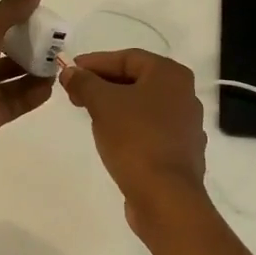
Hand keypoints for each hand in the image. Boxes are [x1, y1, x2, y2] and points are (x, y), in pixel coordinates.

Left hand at [0, 0, 55, 156]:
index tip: (37, 20)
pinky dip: (31, 95)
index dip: (11, 25)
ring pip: (9, 81)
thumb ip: (10, 11)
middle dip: (26, 50)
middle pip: (0, 56)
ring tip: (56, 65)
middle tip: (53, 44)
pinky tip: (50, 87)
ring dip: (32, 73)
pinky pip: (14, 102)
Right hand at [61, 49, 210, 232]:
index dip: (95, 62)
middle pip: (136, 80)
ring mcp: (185, 125)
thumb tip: (70, 71)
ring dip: (114, 105)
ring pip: (143, 105)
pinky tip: (110, 137)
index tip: (70, 70)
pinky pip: (149, 129)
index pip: (127, 57)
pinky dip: (128, 126)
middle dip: (102, 84)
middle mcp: (184, 94)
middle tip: (74, 92)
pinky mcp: (180, 151)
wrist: (165, 197)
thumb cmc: (135, 139)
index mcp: (170, 75)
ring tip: (87, 113)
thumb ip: (84, 82)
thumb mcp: (102, 104)